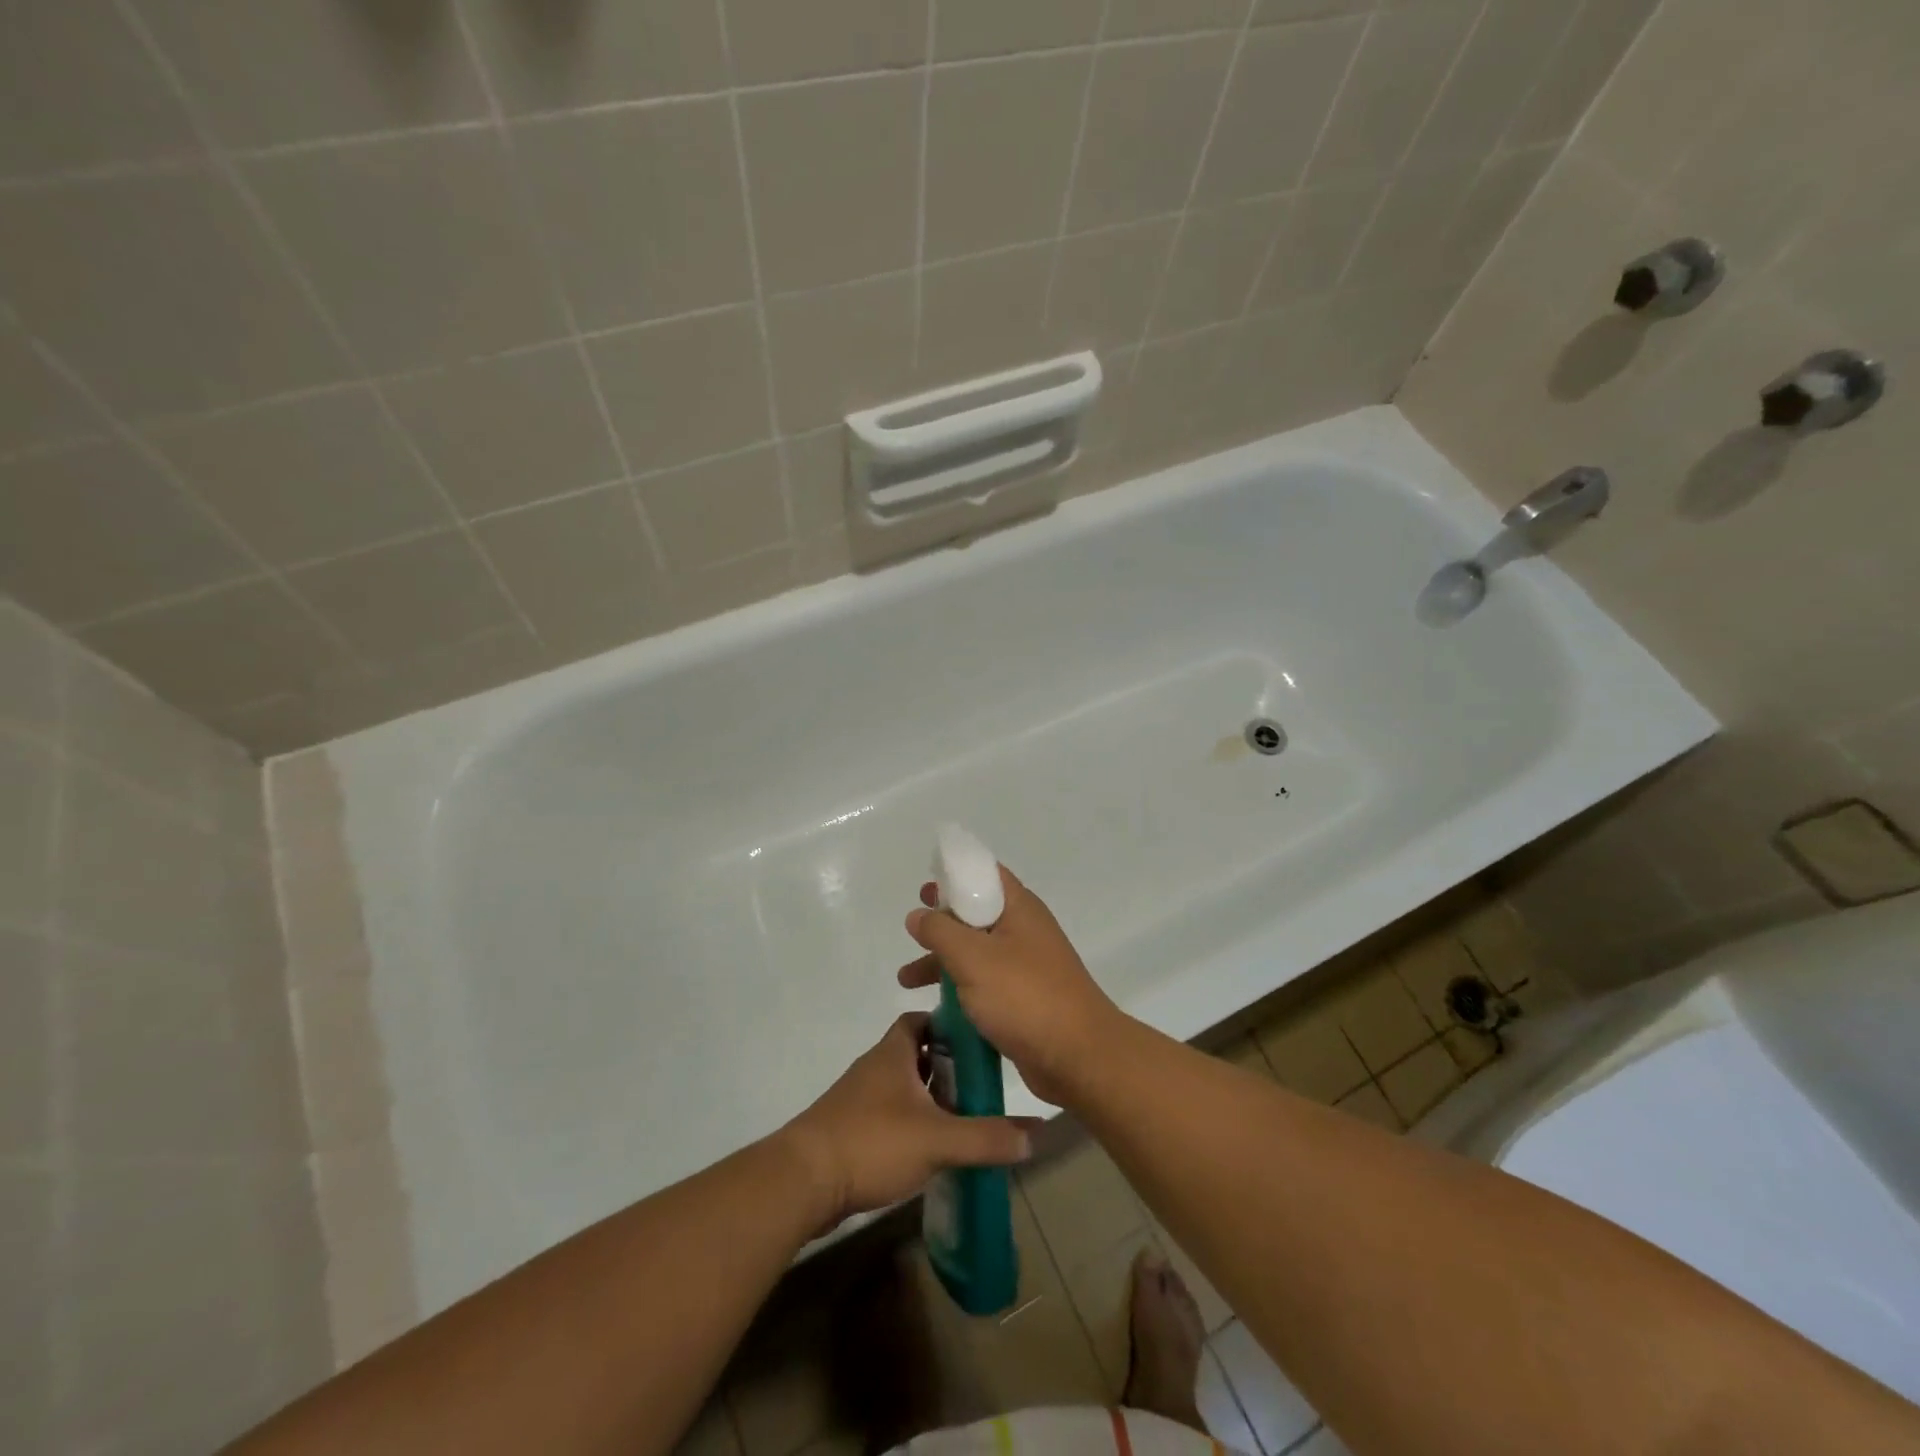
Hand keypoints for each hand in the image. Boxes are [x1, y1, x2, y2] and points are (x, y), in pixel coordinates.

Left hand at [781, 1013, 1035, 1234]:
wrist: (802, 1180)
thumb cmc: (872, 1141)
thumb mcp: (938, 1139)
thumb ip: (987, 1137)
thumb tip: (1036, 1132)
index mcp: (892, 1053)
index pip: (920, 1020)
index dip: (947, 1026)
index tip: (976, 1041)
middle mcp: (874, 1068)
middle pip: (912, 1054)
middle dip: (943, 1066)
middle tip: (978, 1085)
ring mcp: (857, 1100)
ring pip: (900, 1087)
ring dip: (926, 1097)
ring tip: (961, 1117)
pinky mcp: (848, 1130)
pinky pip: (886, 1115)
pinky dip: (909, 1122)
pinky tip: (928, 1147)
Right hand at [899, 867, 1124, 1106]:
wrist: (1079, 1056)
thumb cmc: (1025, 996)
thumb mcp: (973, 957)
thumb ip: (940, 932)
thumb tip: (918, 914)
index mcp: (1019, 908)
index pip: (985, 874)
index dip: (954, 875)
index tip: (924, 889)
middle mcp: (1024, 931)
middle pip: (976, 914)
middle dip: (942, 922)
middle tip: (912, 928)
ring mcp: (1026, 966)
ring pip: (976, 953)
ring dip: (942, 961)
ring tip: (905, 979)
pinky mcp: (1024, 999)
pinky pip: (985, 984)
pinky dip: (959, 989)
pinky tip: (933, 1008)